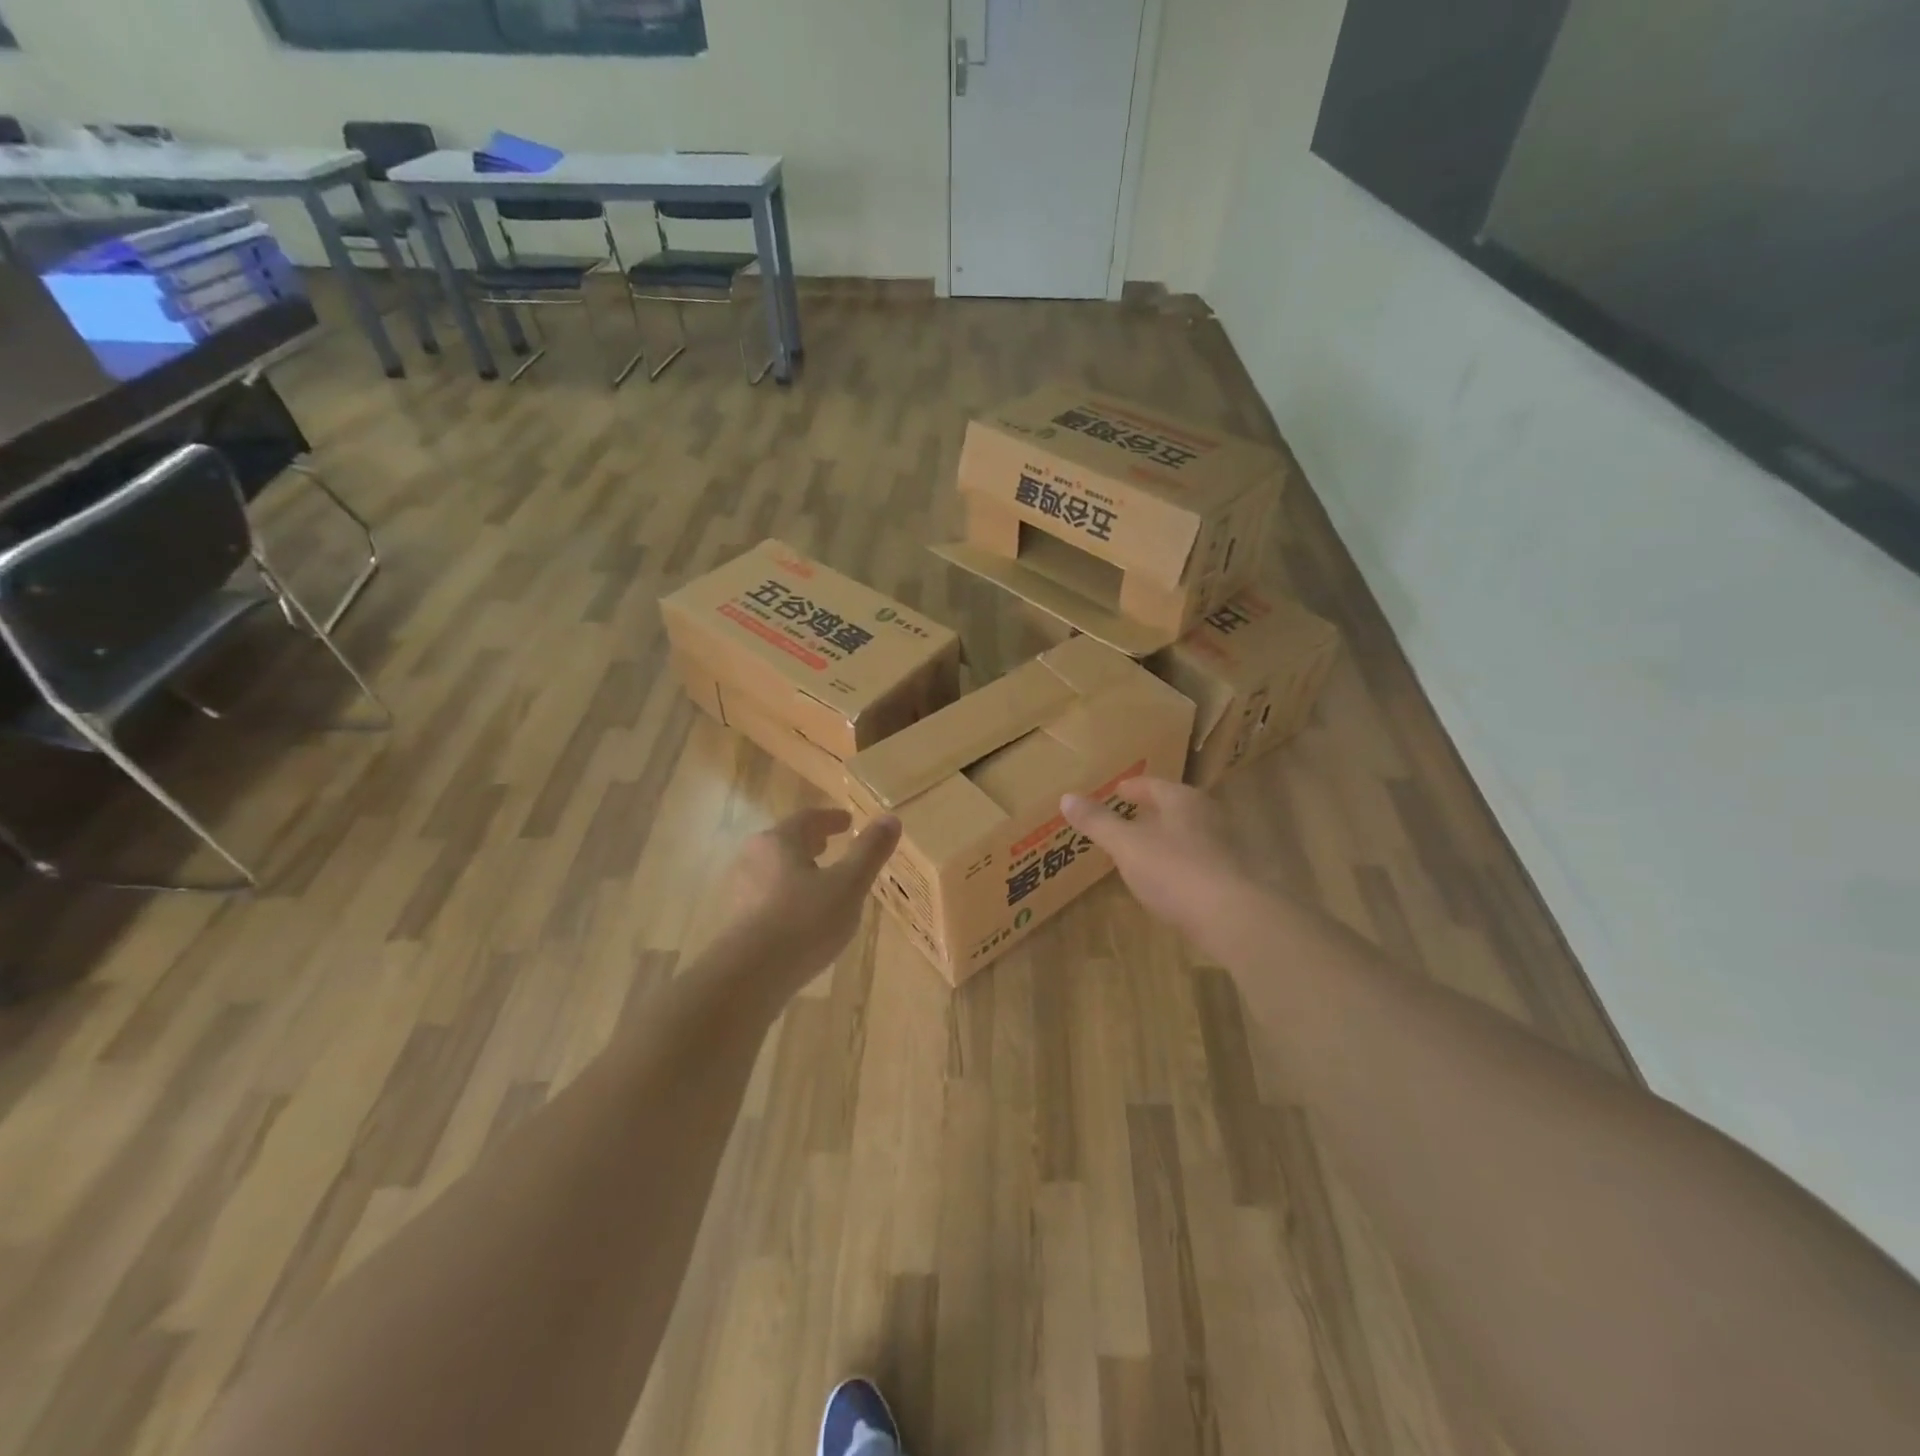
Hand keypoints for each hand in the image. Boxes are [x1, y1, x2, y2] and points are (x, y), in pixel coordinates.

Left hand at [724, 807, 900, 982]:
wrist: (749, 977)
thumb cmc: (804, 921)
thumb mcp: (848, 885)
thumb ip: (869, 852)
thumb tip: (890, 819)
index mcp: (779, 841)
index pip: (807, 819)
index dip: (830, 819)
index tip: (847, 822)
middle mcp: (753, 858)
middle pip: (786, 842)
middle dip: (810, 842)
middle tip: (829, 845)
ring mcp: (739, 891)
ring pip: (774, 870)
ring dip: (797, 870)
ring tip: (818, 882)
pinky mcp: (735, 921)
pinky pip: (766, 897)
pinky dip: (786, 896)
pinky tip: (800, 916)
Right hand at [1062, 777, 1251, 941]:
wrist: (1229, 916)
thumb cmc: (1173, 870)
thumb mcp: (1126, 845)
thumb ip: (1098, 822)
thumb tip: (1066, 797)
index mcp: (1182, 799)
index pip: (1152, 784)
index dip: (1131, 788)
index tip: (1115, 791)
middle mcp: (1206, 814)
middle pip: (1172, 806)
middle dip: (1149, 811)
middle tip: (1124, 817)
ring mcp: (1222, 844)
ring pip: (1185, 831)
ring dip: (1163, 836)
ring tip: (1139, 847)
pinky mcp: (1229, 874)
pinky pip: (1194, 858)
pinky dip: (1176, 860)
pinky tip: (1163, 876)